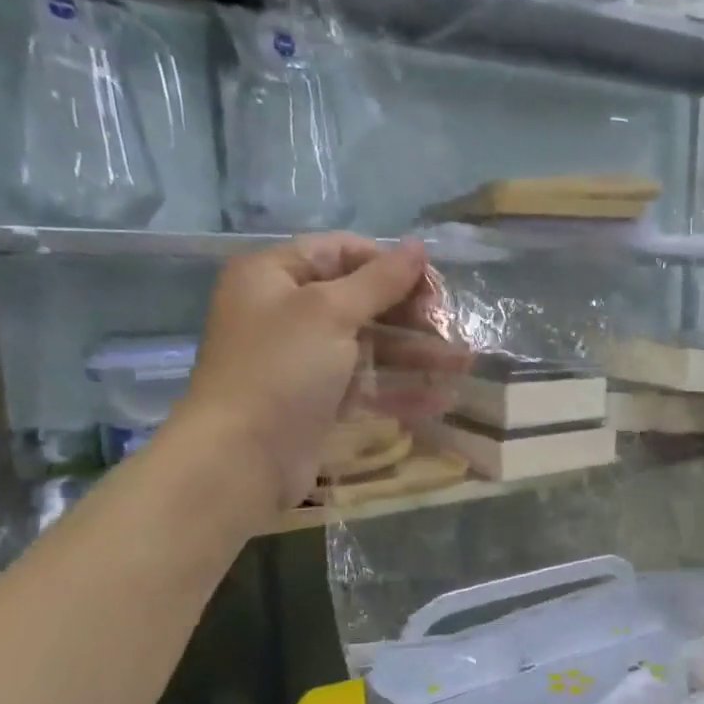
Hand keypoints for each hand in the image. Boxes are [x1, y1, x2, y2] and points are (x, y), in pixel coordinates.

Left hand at [168, 234, 443, 523]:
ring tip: (463, 364)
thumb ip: (379, 279)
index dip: (389, 264)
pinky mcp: (317, 398)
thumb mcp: (330, 312)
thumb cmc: (281, 369)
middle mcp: (285, 310)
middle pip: (360, 299)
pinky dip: (399, 387)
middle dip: (410, 312)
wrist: (241, 458)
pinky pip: (365, 382)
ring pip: (369, 344)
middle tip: (450, 327)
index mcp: (274, 275)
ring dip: (416, 352)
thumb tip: (418, 246)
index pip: (342, 252)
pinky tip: (440, 398)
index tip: (433, 287)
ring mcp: (302, 358)